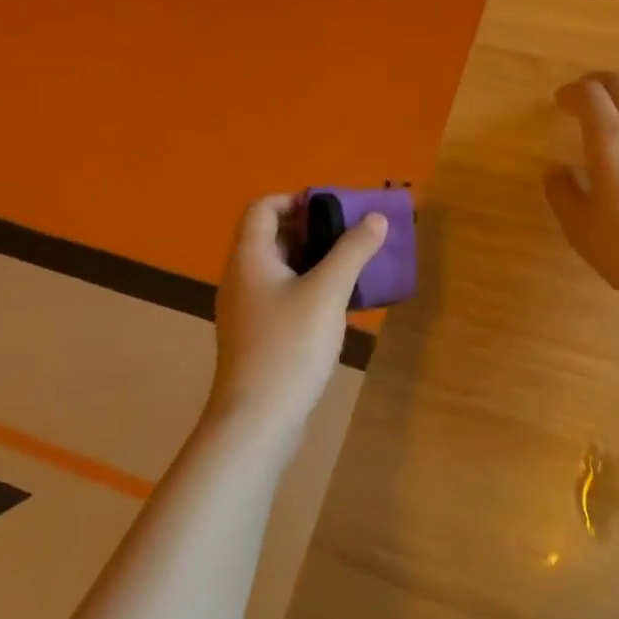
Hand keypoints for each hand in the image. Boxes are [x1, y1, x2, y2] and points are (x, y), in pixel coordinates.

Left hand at [208, 194, 386, 435]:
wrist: (258, 419)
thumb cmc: (289, 346)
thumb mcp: (328, 292)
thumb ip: (353, 251)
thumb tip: (376, 218)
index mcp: (250, 258)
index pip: (263, 208)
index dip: (296, 199)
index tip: (335, 209)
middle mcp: (242, 278)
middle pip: (273, 236)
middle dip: (314, 229)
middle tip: (353, 234)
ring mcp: (248, 310)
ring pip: (282, 269)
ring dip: (316, 259)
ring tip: (354, 264)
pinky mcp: (260, 336)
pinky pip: (285, 295)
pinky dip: (311, 287)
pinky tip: (340, 303)